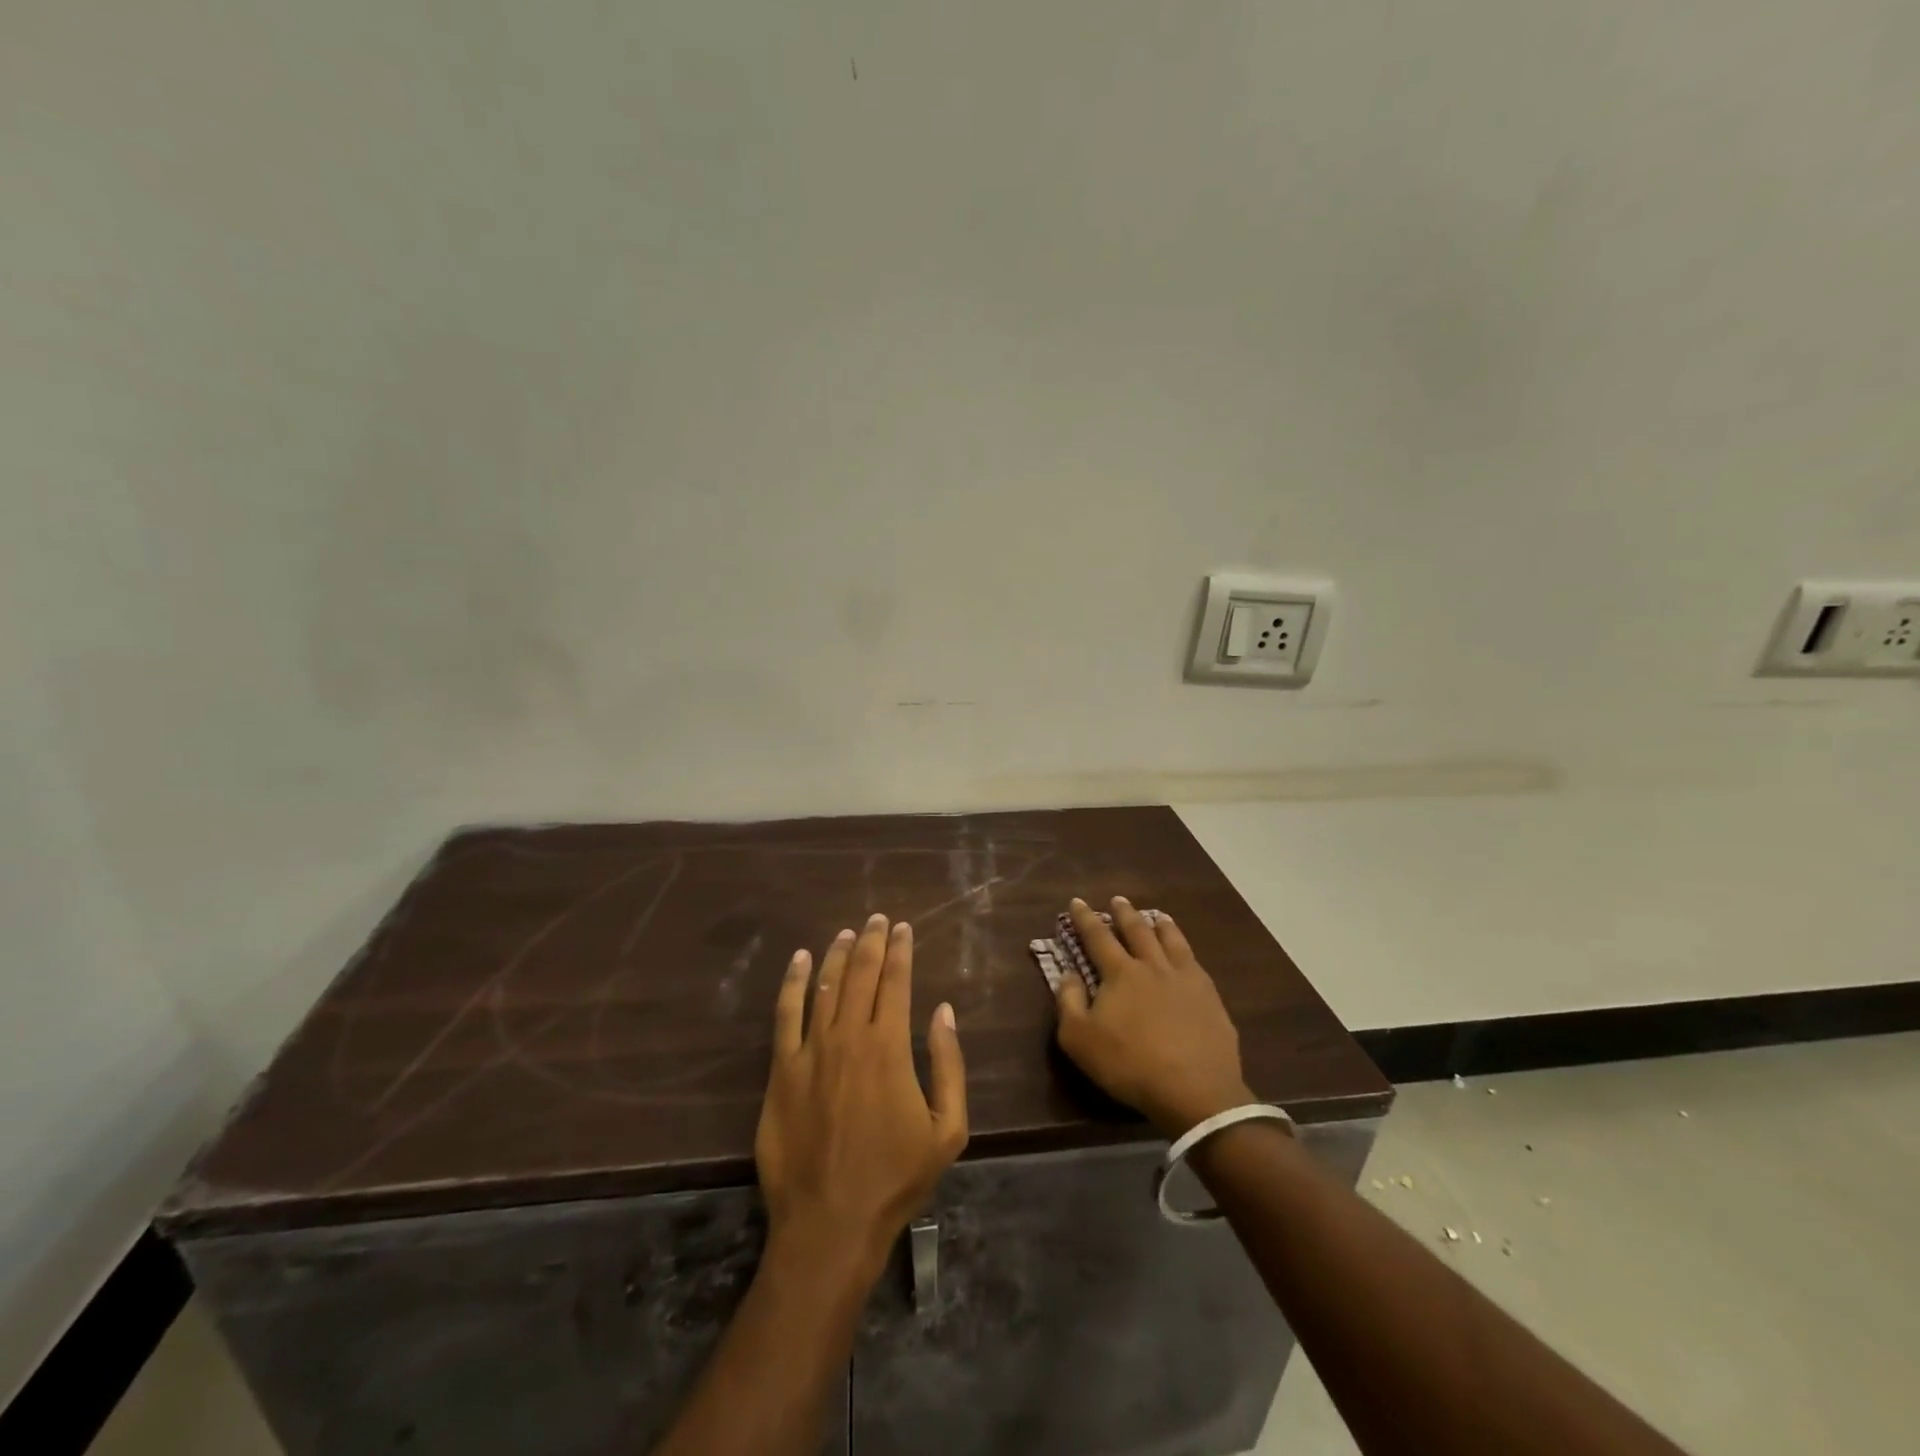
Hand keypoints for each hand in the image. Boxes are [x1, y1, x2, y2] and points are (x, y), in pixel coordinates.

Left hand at [755, 915, 968, 1279]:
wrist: (830, 1223)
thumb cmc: (895, 1178)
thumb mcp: (948, 1129)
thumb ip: (949, 1064)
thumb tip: (944, 1010)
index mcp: (890, 1048)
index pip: (896, 982)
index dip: (900, 950)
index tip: (903, 928)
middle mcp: (850, 1037)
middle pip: (860, 975)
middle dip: (871, 942)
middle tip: (877, 919)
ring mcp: (811, 1052)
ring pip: (825, 987)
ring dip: (837, 955)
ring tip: (847, 933)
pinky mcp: (782, 1071)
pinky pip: (786, 1015)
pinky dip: (794, 983)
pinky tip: (800, 960)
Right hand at [1054, 897, 1254, 1137]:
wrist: (1195, 1090)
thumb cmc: (1130, 1065)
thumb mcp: (1080, 1039)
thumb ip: (1069, 1002)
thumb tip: (1068, 974)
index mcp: (1121, 973)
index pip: (1098, 937)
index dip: (1085, 918)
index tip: (1078, 901)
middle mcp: (1153, 966)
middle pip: (1137, 931)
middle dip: (1124, 913)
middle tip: (1118, 899)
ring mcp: (1186, 979)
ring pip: (1171, 941)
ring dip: (1161, 925)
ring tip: (1157, 915)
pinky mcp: (1210, 998)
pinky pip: (1194, 962)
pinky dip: (1185, 948)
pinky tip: (1186, 953)